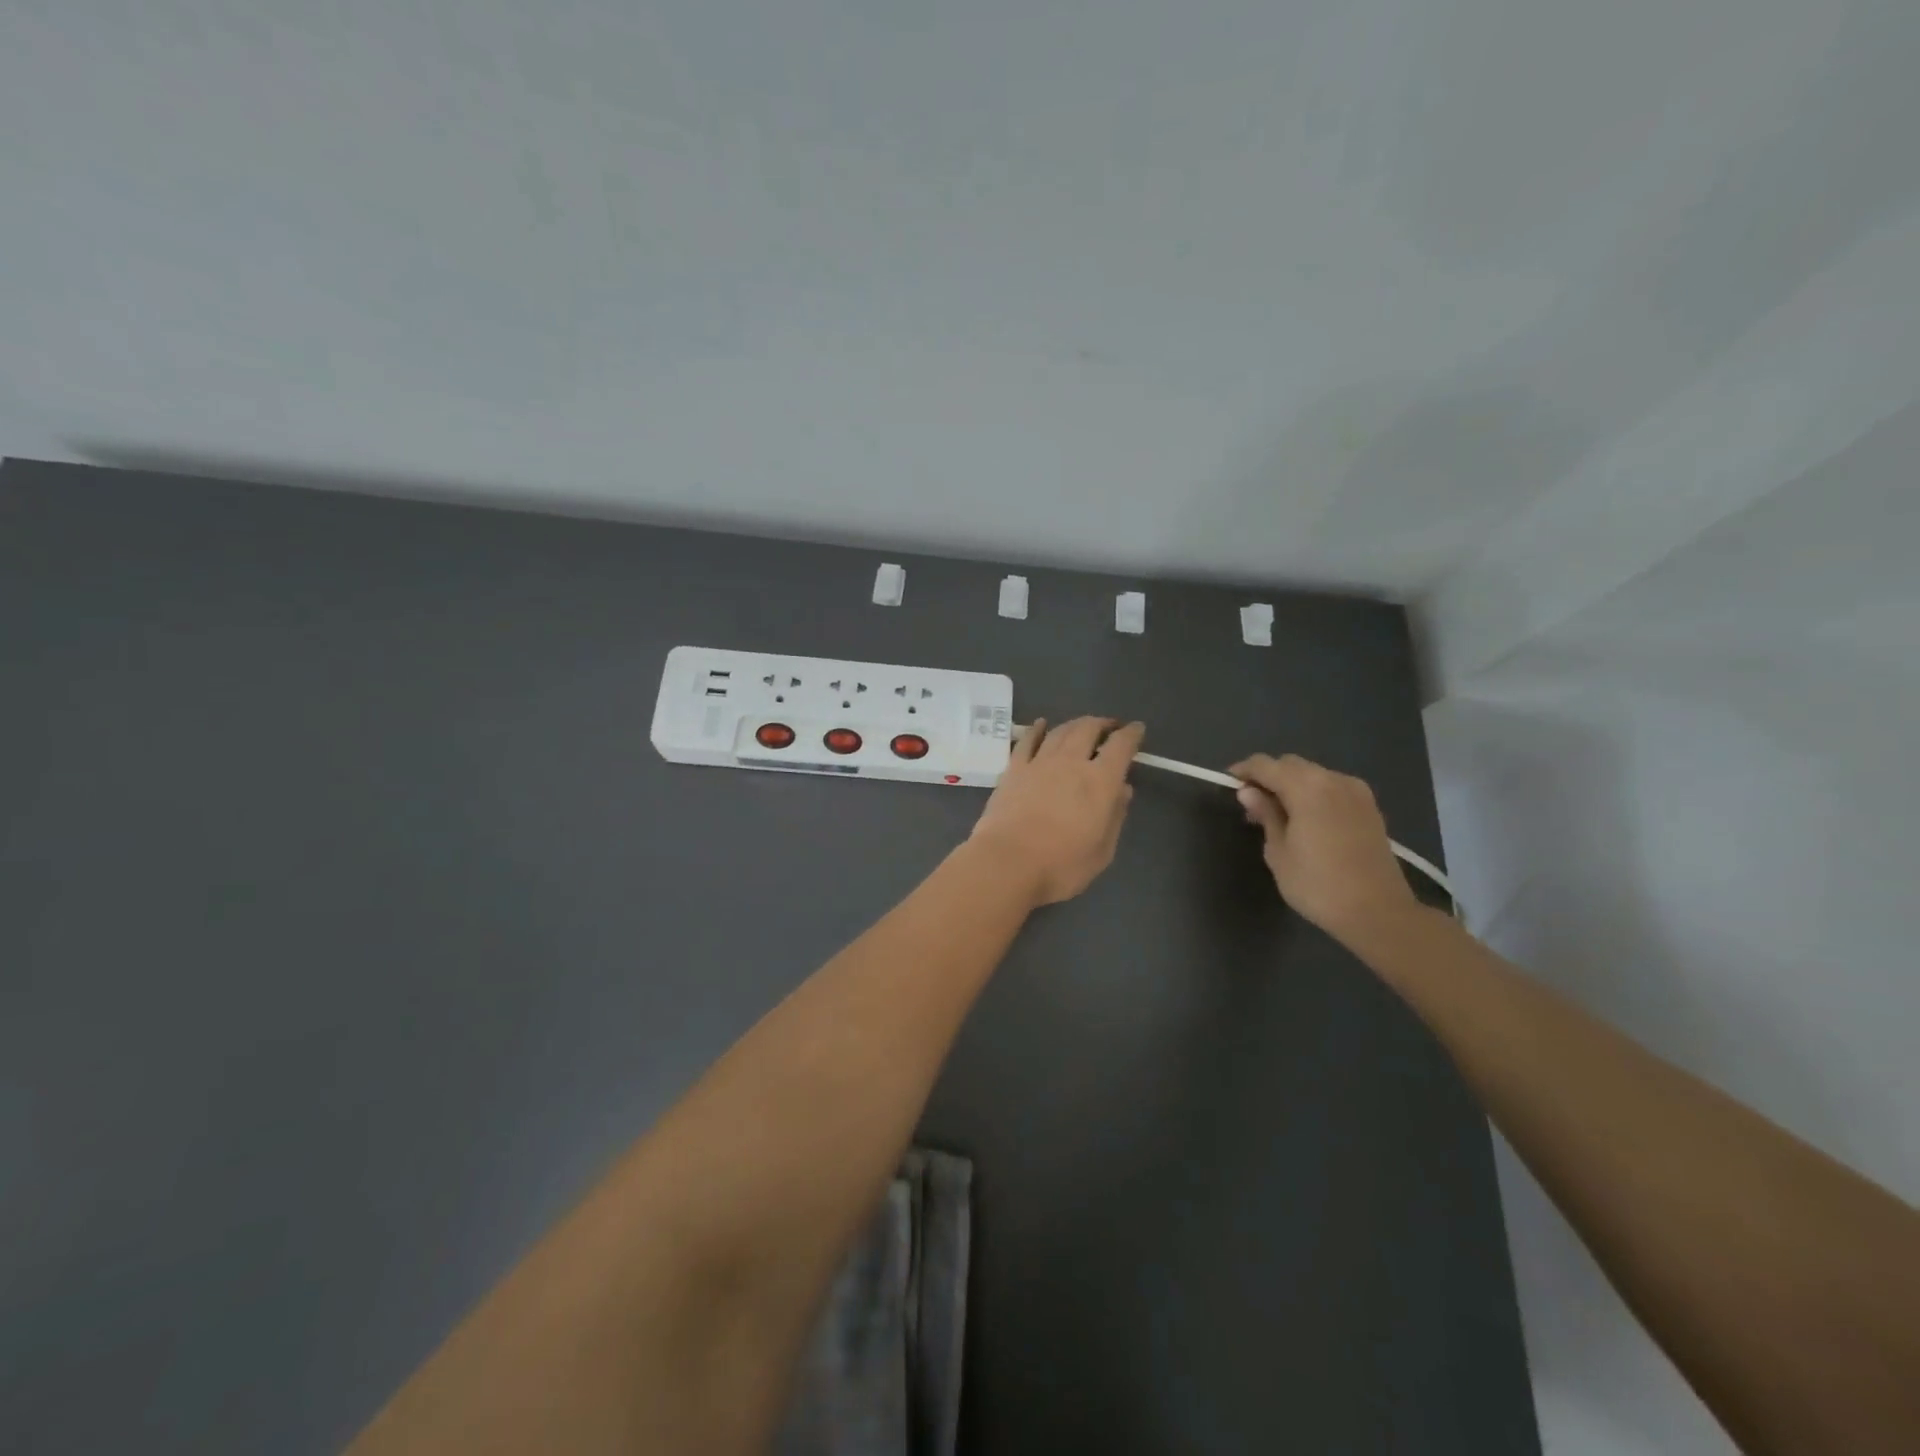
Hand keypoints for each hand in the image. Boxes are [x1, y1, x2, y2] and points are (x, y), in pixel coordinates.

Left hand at [970, 717, 1143, 905]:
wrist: (1007, 862)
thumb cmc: (1061, 865)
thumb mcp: (1102, 851)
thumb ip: (1115, 816)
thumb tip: (1123, 790)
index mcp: (1100, 781)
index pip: (1120, 746)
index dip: (1131, 734)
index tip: (1136, 729)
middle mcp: (1071, 762)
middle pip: (1088, 729)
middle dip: (1102, 724)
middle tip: (1109, 727)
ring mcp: (1039, 763)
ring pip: (1060, 731)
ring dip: (1074, 724)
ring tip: (1082, 726)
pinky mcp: (1013, 770)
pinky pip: (1027, 741)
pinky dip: (1037, 729)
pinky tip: (1041, 725)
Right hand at [1229, 753, 1418, 941]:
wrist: (1378, 912)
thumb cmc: (1318, 885)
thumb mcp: (1279, 852)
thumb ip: (1265, 815)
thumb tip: (1248, 792)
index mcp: (1307, 788)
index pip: (1266, 765)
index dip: (1244, 771)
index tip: (1228, 784)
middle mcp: (1333, 780)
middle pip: (1291, 764)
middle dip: (1268, 776)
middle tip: (1252, 803)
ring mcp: (1356, 792)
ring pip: (1314, 774)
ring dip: (1292, 784)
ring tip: (1278, 812)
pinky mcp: (1369, 807)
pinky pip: (1333, 786)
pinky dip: (1313, 793)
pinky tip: (1306, 818)